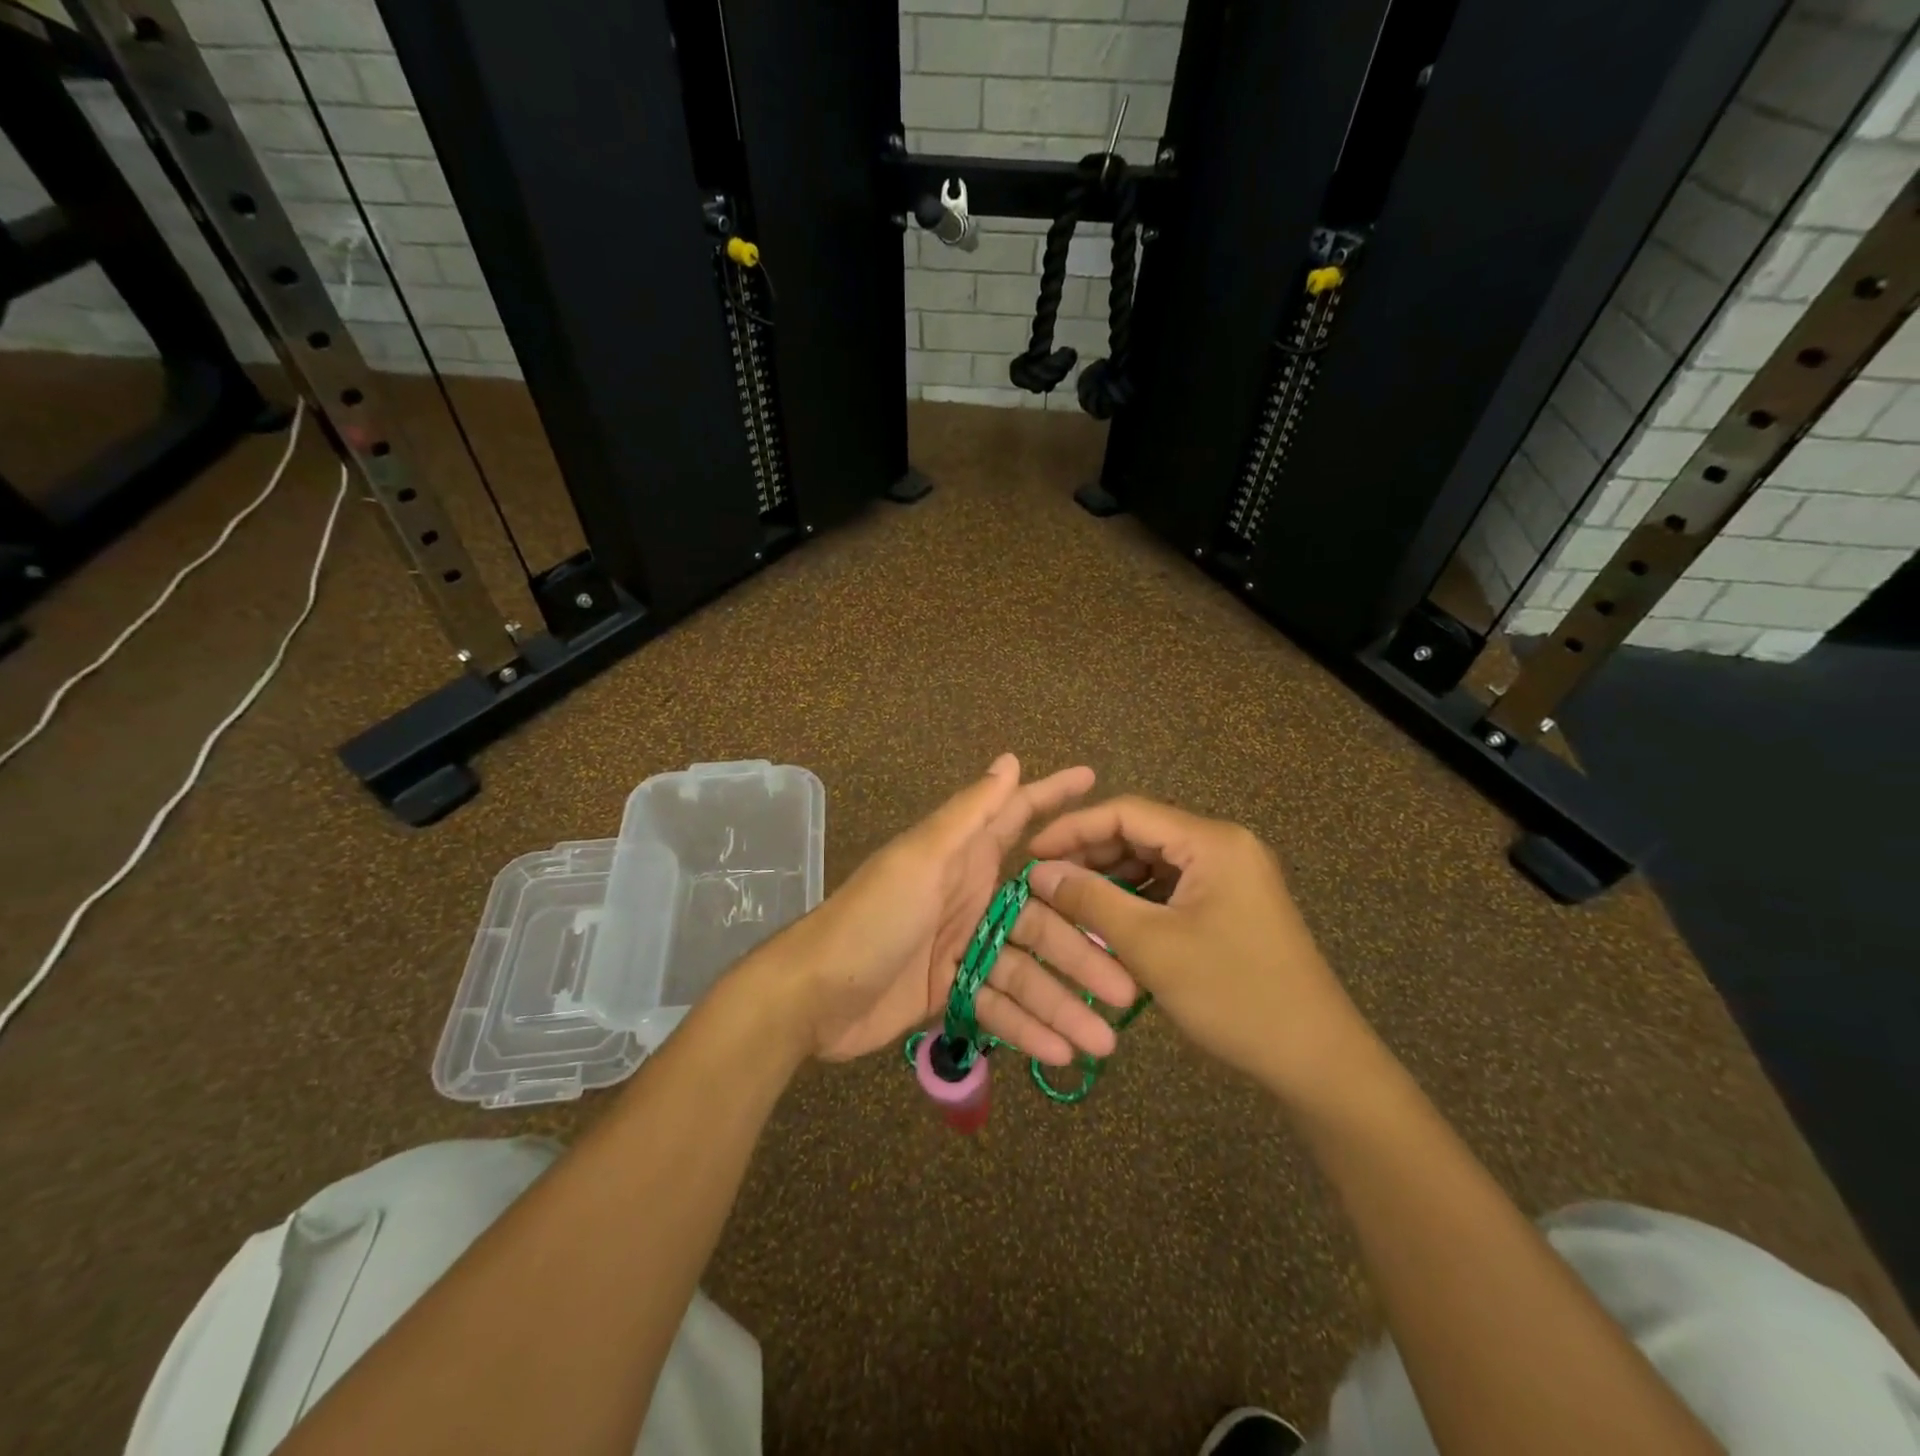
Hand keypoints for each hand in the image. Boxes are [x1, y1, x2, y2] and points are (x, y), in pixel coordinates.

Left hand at [771, 756, 1139, 1063]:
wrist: (811, 994)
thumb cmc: (871, 916)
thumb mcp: (922, 858)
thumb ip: (968, 815)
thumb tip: (1009, 759)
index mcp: (963, 857)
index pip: (1018, 818)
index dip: (1055, 797)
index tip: (1098, 782)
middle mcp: (970, 897)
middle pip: (1041, 919)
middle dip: (1083, 950)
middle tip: (1129, 983)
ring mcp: (962, 948)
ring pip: (1027, 972)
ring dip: (1063, 1003)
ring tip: (1104, 1041)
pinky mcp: (950, 992)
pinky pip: (998, 1007)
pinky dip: (1026, 1028)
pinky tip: (1060, 1052)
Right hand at [1026, 796, 1370, 1099]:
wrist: (1317, 1059)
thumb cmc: (1233, 995)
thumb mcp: (1152, 946)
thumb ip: (1091, 900)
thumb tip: (1040, 872)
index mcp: (1211, 841)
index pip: (1127, 812)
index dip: (1073, 828)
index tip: (1031, 854)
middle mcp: (1224, 846)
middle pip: (1141, 833)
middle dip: (1090, 855)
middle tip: (1045, 882)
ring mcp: (1231, 875)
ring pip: (1154, 862)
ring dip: (1111, 878)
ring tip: (1069, 902)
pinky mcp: (1232, 903)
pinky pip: (1172, 887)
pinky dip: (1138, 899)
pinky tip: (1109, 920)